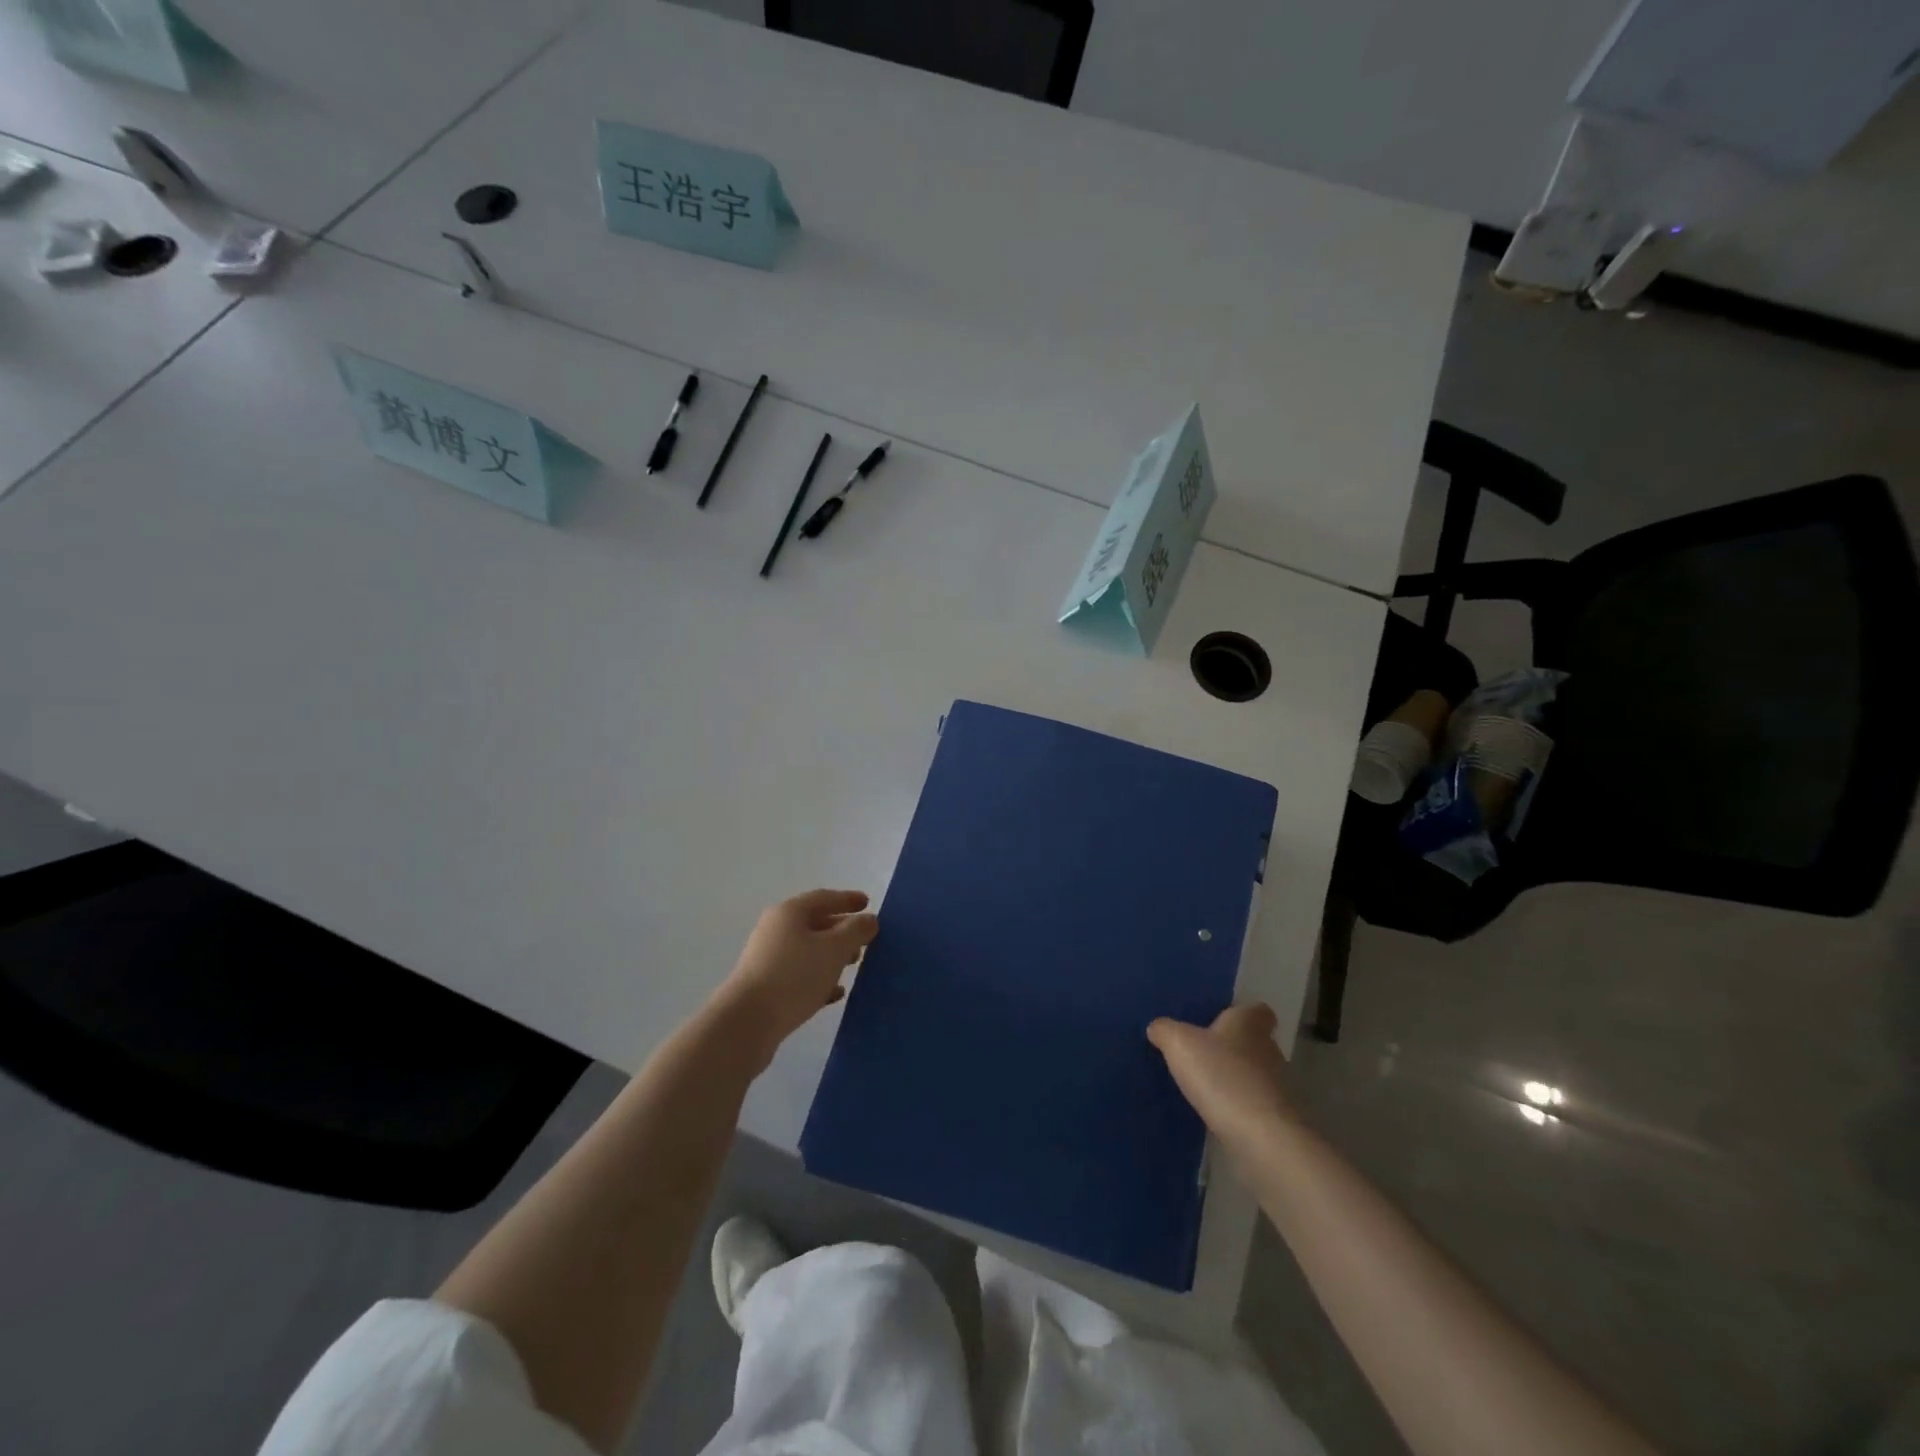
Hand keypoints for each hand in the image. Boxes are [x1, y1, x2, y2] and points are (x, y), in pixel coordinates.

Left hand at [710, 890, 878, 1066]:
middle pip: (815, 923)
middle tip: (865, 939)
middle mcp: (775, 930)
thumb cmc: (794, 976)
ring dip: (832, 955)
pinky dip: (819, 978)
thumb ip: (855, 931)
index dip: (848, 899)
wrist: (747, 1023)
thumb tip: (869, 919)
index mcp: (789, 913)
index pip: (824, 898)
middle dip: (842, 929)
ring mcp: (768, 959)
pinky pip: (799, 975)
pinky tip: (835, 993)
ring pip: (808, 950)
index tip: (868, 903)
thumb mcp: (834, 949)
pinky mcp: (766, 987)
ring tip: (854, 964)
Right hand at [1148, 1003, 1299, 1147]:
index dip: (1240, 1013)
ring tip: (1204, 1087)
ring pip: (1254, 1075)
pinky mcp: (1276, 1120)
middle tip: (1202, 1054)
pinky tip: (1215, 1114)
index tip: (1221, 1020)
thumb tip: (1157, 1027)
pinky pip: (1254, 1105)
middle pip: (1254, 1042)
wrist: (1261, 1138)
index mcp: (1249, 1024)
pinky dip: (1238, 1107)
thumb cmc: (1221, 1075)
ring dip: (1234, 1079)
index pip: (1256, 1010)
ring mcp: (1278, 1088)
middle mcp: (1269, 1050)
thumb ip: (1165, 1030)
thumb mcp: (1179, 1043)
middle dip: (1232, 1048)